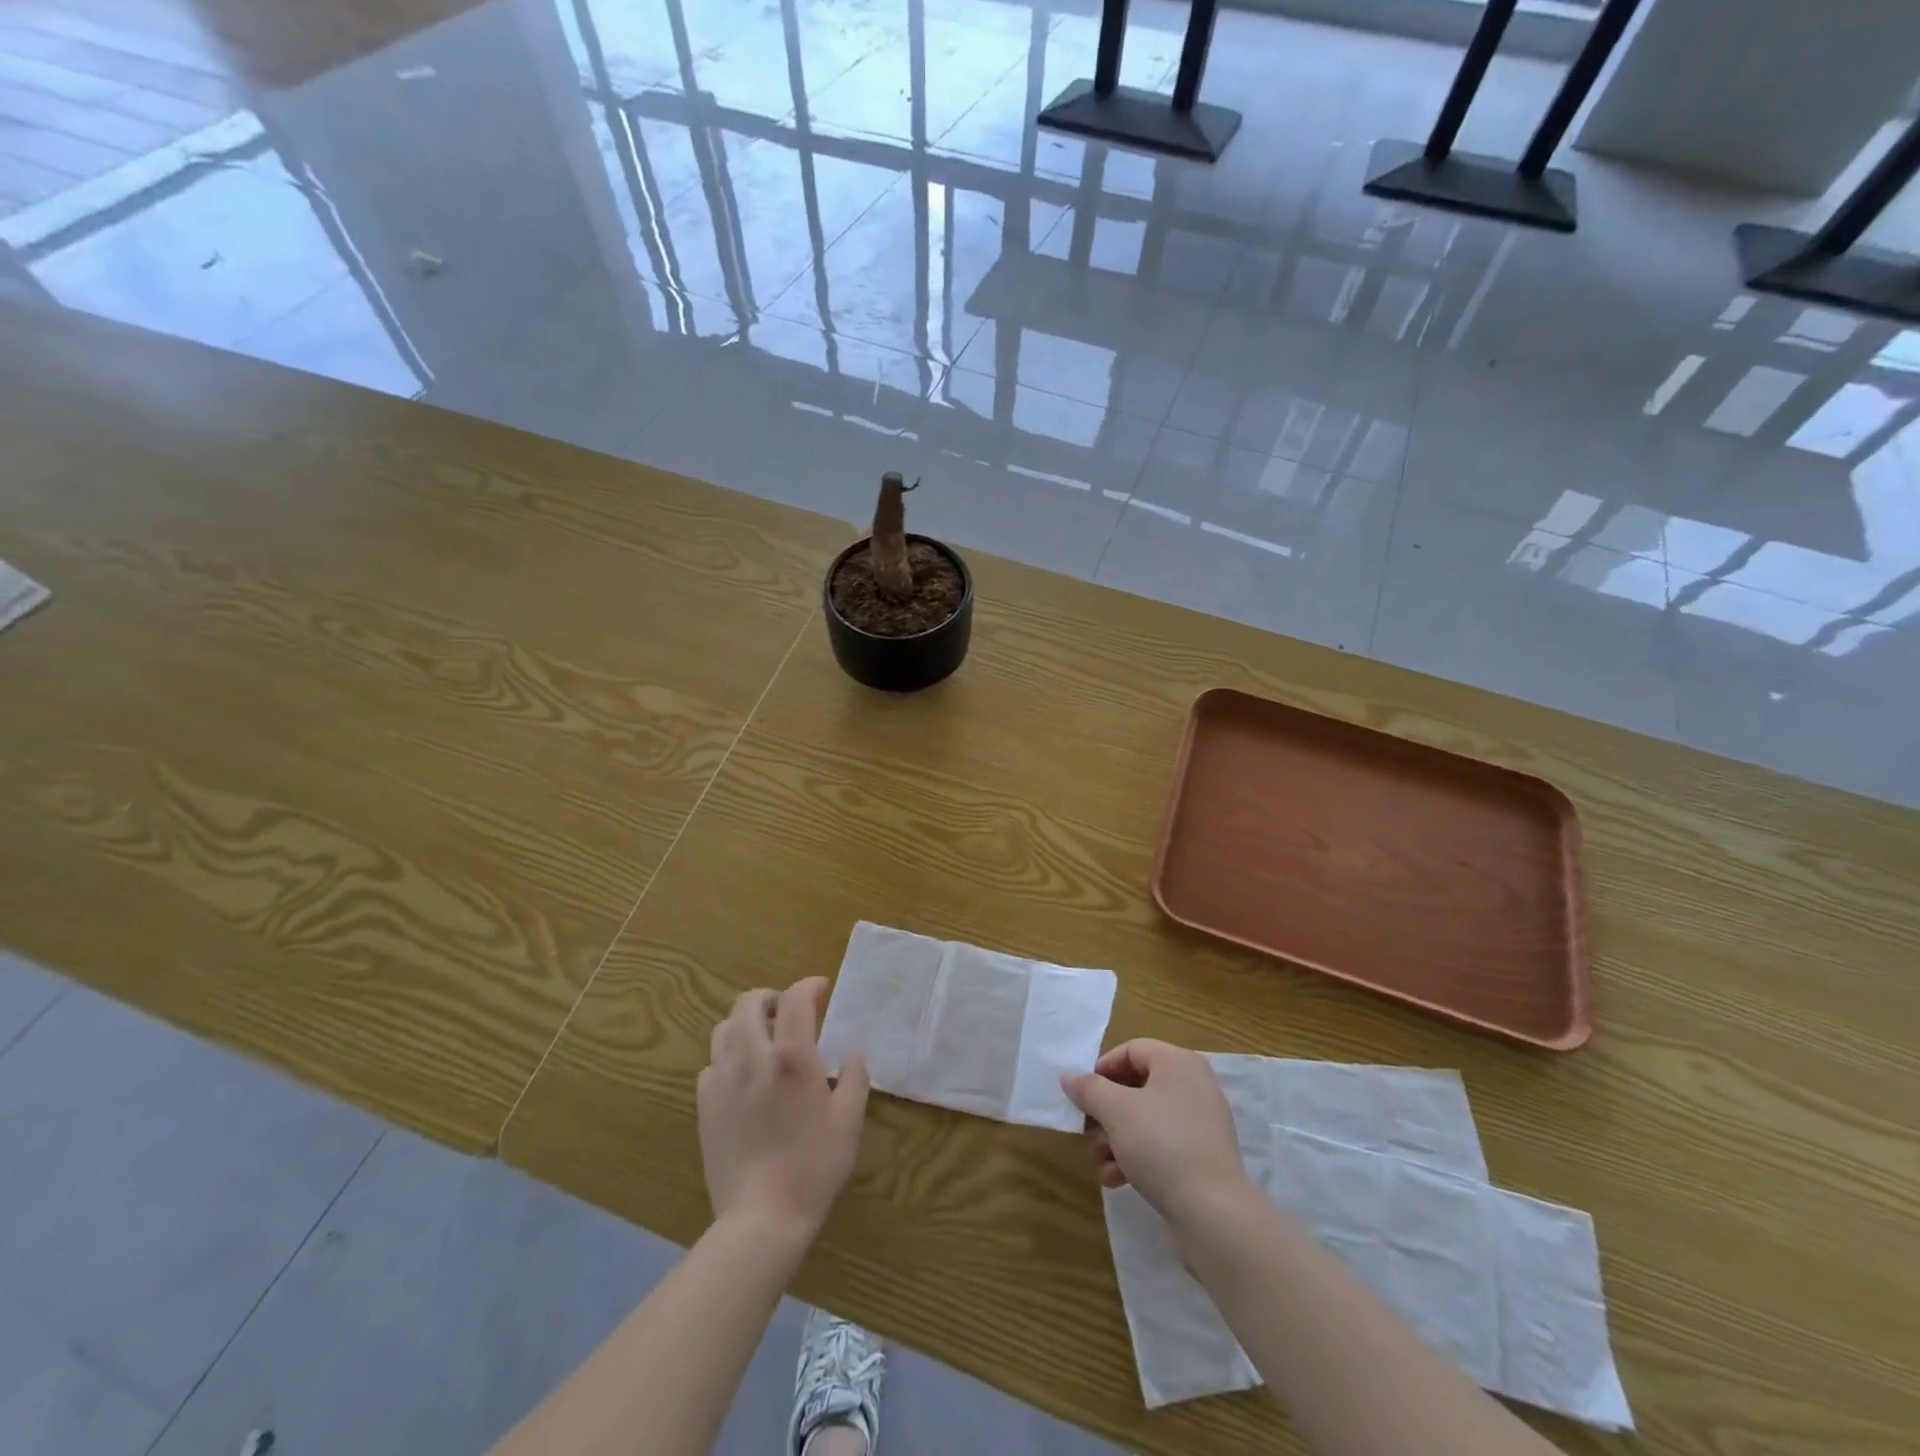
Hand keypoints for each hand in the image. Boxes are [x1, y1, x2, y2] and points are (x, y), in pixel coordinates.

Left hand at [698, 979, 869, 1237]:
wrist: (761, 1217)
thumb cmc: (813, 1165)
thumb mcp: (849, 1120)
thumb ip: (855, 1078)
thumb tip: (852, 1055)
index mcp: (792, 1055)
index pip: (795, 997)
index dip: (809, 985)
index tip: (822, 990)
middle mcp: (752, 1056)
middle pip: (749, 1002)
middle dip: (772, 997)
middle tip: (790, 1013)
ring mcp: (723, 1079)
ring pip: (724, 1027)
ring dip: (746, 1023)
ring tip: (764, 1039)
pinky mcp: (704, 1104)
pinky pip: (712, 1063)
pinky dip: (728, 1056)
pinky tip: (743, 1076)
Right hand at [1062, 1039, 1255, 1228]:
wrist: (1213, 1213)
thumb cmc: (1162, 1145)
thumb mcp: (1116, 1112)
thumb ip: (1089, 1089)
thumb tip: (1069, 1077)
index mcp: (1178, 1063)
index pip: (1131, 1050)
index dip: (1102, 1069)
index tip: (1083, 1095)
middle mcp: (1193, 1085)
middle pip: (1136, 1086)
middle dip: (1106, 1111)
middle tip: (1088, 1131)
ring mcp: (1200, 1123)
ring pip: (1146, 1118)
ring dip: (1116, 1137)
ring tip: (1100, 1161)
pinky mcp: (1202, 1156)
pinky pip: (1162, 1144)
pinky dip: (1137, 1156)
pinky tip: (1116, 1179)